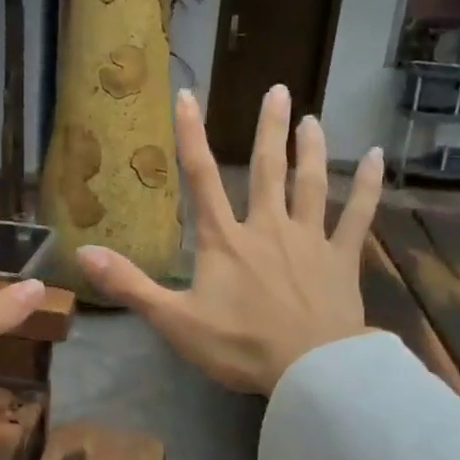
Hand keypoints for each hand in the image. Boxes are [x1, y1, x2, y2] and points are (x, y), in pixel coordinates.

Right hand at [77, 84, 384, 395]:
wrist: (307, 369)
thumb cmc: (237, 345)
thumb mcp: (173, 319)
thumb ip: (129, 284)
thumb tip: (83, 253)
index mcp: (224, 240)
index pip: (201, 178)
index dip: (191, 136)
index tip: (187, 96)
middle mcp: (267, 227)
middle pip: (267, 169)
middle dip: (269, 129)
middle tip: (278, 90)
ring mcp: (309, 239)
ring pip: (311, 184)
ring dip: (311, 149)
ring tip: (313, 119)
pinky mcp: (341, 258)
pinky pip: (357, 215)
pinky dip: (367, 187)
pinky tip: (376, 159)